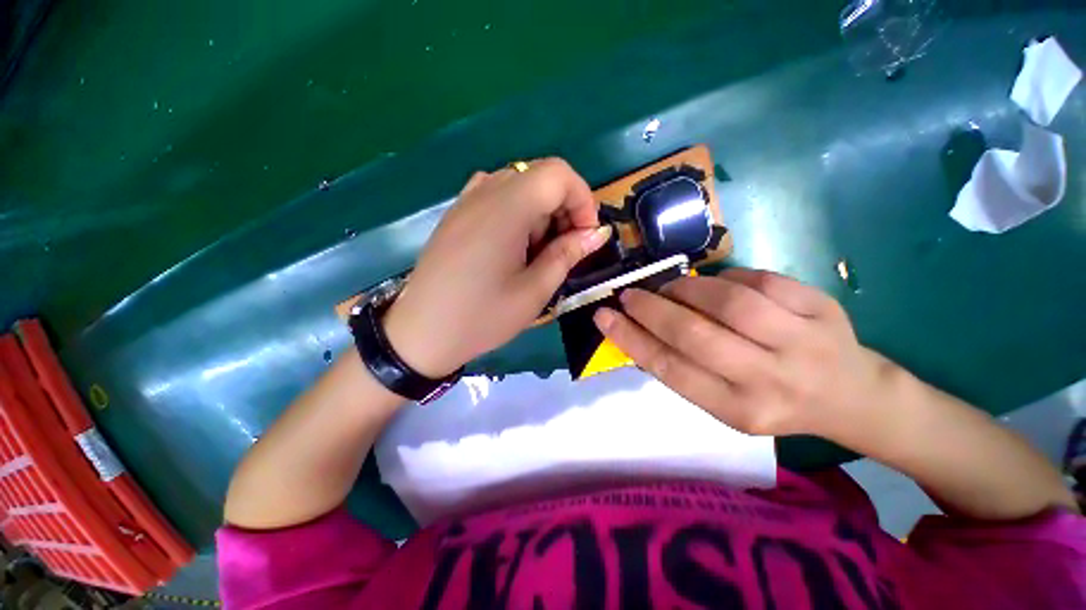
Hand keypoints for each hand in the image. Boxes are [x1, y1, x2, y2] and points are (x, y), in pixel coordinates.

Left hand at [383, 158, 611, 376]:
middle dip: (563, 209)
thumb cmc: (481, 317)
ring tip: (536, 252)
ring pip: (520, 186)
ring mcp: (466, 201)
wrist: (420, 334)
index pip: (558, 174)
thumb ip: (567, 255)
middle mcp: (484, 193)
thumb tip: (596, 234)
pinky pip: (496, 197)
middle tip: (563, 250)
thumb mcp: (534, 292)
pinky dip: (517, 213)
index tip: (585, 235)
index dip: (582, 199)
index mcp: (506, 209)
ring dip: (541, 213)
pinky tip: (512, 246)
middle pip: (539, 177)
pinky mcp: (456, 214)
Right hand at [593, 268, 897, 438]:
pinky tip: (717, 285)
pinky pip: (759, 280)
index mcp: (740, 410)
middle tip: (629, 294)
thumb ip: (682, 370)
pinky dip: (726, 277)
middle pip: (695, 334)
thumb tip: (637, 333)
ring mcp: (803, 340)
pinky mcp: (821, 307)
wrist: (850, 395)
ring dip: (687, 288)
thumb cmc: (773, 401)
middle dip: (650, 309)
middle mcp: (771, 379)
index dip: (630, 339)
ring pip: (728, 301)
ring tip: (672, 288)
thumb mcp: (724, 403)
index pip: (670, 369)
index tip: (603, 317)